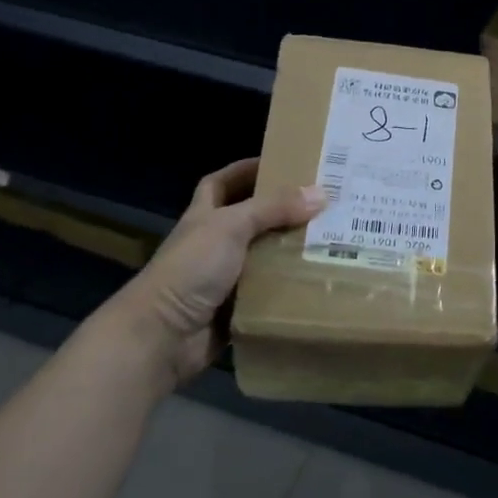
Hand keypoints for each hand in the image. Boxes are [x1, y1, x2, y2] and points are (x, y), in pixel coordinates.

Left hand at [116, 158, 324, 390]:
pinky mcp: (239, 307)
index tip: (282, 162)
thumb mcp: (231, 226)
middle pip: (252, 219)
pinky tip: (320, 277)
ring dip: (292, 249)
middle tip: (323, 202)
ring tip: (333, 237)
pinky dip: (290, 286)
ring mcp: (226, 277)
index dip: (247, 170)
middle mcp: (215, 243)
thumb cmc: (191, 269)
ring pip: (266, 256)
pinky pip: (271, 291)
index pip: (223, 183)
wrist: (164, 335)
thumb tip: (321, 193)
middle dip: (283, 210)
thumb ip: (273, 208)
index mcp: (205, 216)